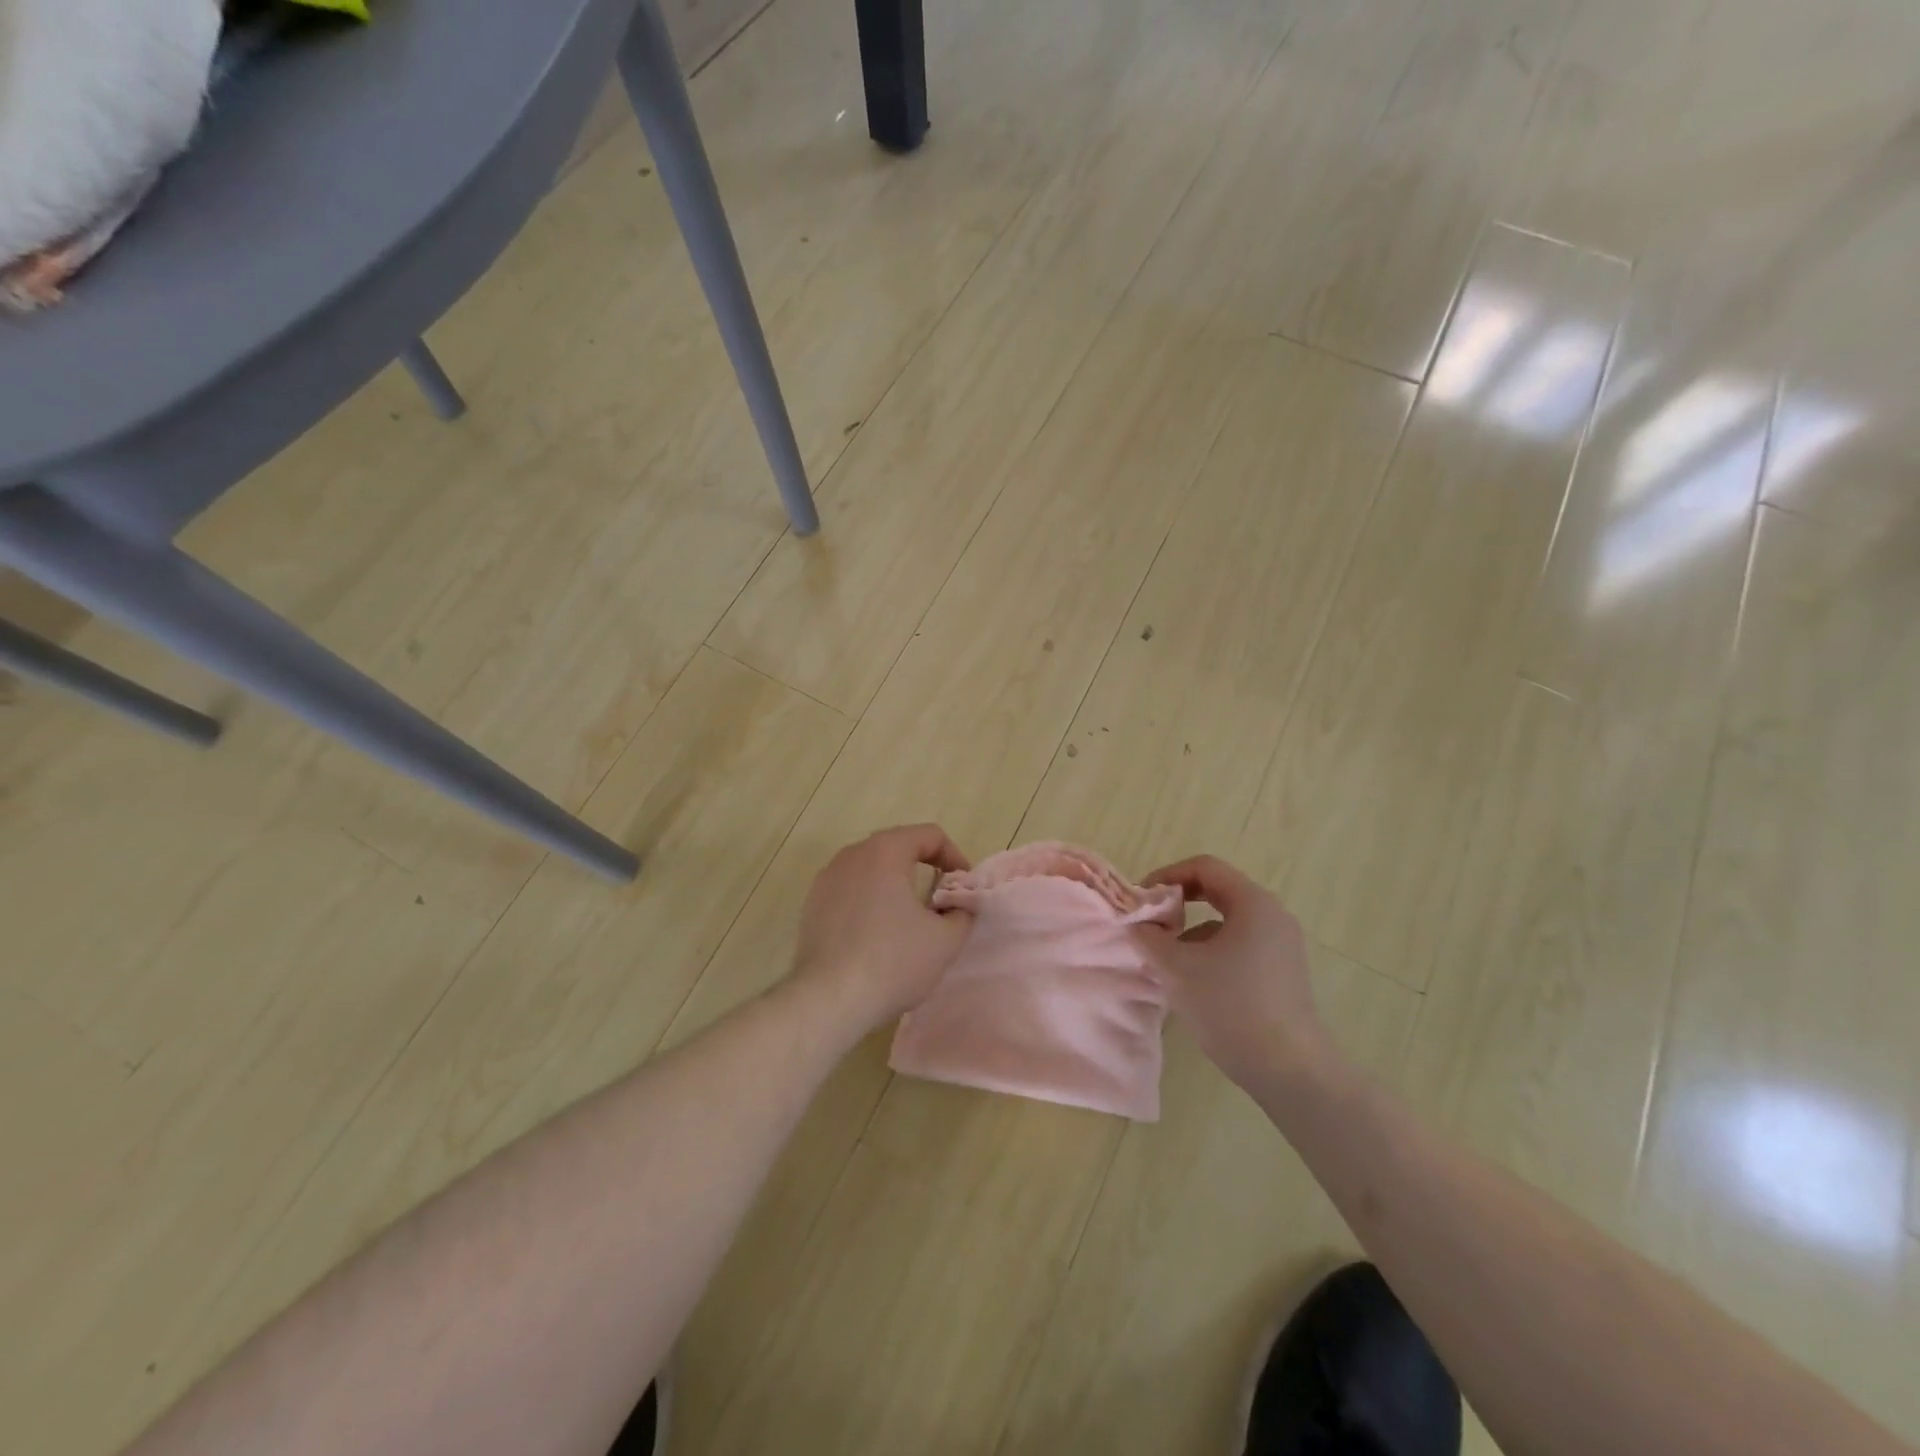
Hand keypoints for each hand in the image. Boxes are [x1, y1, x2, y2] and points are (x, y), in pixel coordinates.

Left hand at [793, 824, 974, 1028]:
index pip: (930, 835)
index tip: (963, 887)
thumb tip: (959, 905)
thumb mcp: (945, 940)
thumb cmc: (892, 962)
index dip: (954, 856)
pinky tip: (877, 935)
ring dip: (895, 884)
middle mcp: (852, 855)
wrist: (828, 1000)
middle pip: (898, 847)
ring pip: (871, 869)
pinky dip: (870, 901)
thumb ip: (962, 912)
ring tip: (910, 918)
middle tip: (942, 900)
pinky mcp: (812, 905)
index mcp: (885, 851)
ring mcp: (826, 879)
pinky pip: (850, 891)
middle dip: (925, 868)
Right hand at [1133, 855, 1332, 1089]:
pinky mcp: (1283, 972)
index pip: (1204, 867)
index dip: (1167, 875)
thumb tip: (1137, 924)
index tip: (1142, 900)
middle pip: (1218, 891)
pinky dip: (1212, 951)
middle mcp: (1273, 915)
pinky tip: (1194, 982)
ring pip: (1227, 921)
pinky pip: (1240, 944)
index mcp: (1253, 903)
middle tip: (1150, 924)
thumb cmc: (1230, 1007)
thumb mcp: (1176, 968)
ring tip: (1166, 959)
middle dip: (1178, 904)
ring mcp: (1282, 945)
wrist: (1289, 1070)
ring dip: (1192, 931)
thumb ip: (1149, 937)